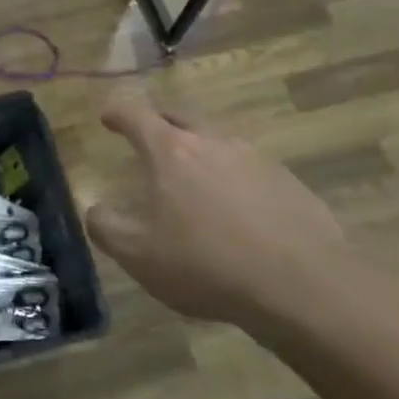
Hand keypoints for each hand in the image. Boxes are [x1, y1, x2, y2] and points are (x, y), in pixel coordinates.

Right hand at [86, 87, 353, 332]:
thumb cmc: (206, 264)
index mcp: (171, 152)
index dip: (117, 112)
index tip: (107, 116)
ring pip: (217, 142)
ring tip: (190, 176)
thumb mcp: (137, 255)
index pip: (136, 116)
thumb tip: (96, 210)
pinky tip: (234, 209)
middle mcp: (214, 143)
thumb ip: (106, 227)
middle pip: (180, 118)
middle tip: (146, 134)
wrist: (303, 286)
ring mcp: (257, 160)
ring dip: (198, 150)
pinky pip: (249, 169)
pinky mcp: (289, 183)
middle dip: (158, 122)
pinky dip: (231, 177)